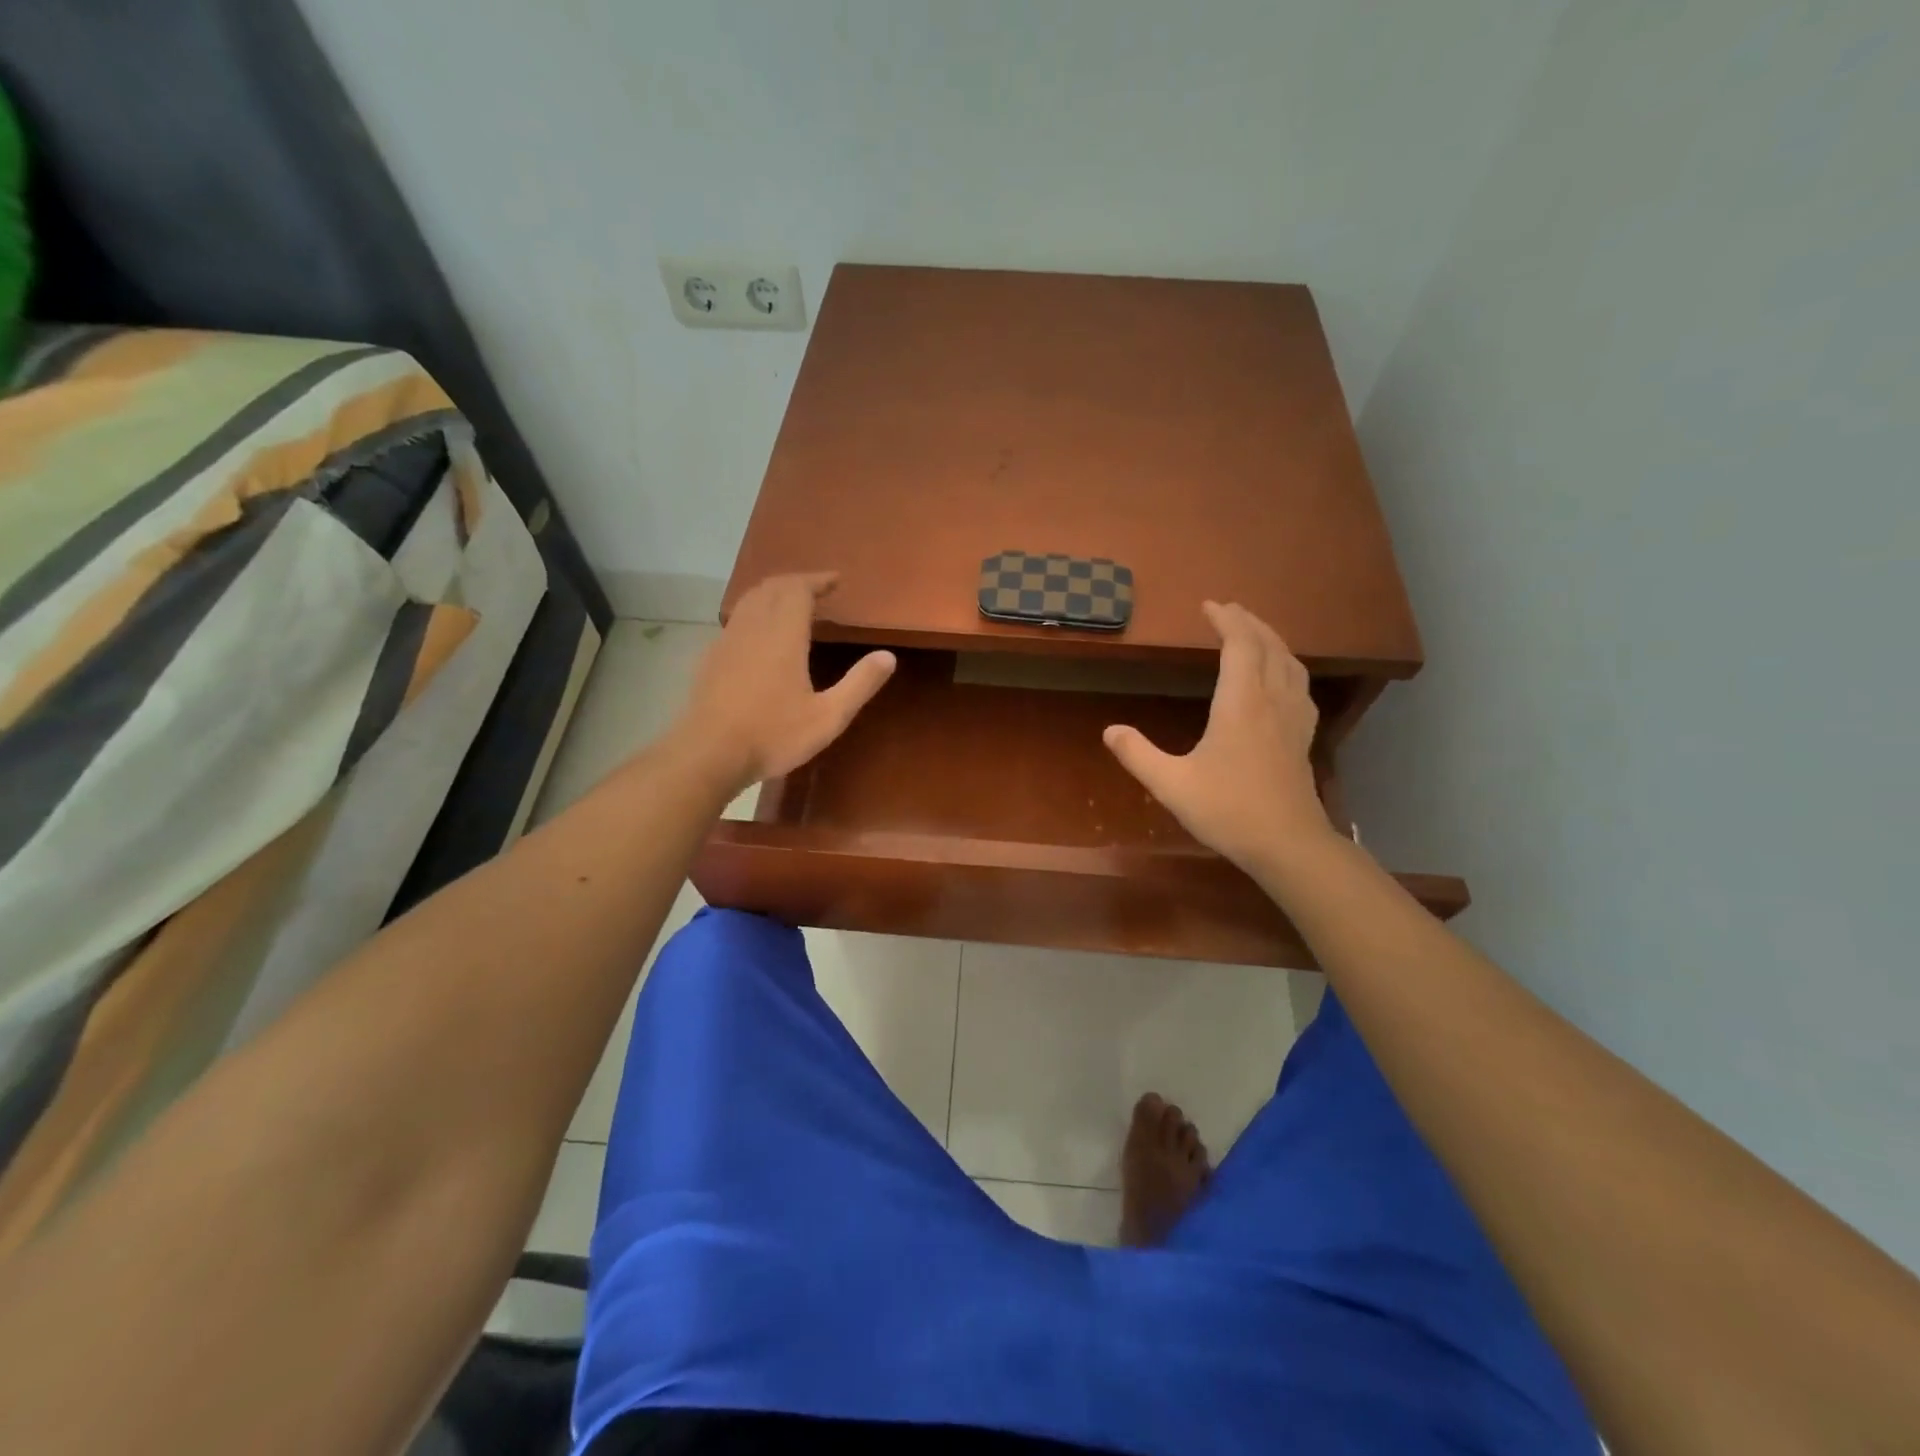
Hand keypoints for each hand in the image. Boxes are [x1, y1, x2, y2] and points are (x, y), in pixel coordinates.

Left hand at [679, 573, 895, 790]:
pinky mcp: (711, 658)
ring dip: (773, 594)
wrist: (708, 754)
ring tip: (792, 605)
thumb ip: (859, 684)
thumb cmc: (772, 735)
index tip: (835, 580)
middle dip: (796, 582)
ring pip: (750, 601)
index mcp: (783, 635)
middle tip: (817, 589)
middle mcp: (752, 628)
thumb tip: (888, 656)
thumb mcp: (828, 717)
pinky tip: (761, 636)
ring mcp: (726, 641)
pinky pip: (736, 621)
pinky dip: (755, 613)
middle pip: (772, 588)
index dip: (817, 580)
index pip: (798, 589)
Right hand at [1103, 601, 1331, 874]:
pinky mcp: (1303, 738)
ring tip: (1254, 634)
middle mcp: (1272, 701)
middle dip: (1249, 623)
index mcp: (1241, 704)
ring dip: (1272, 640)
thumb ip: (1137, 755)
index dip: (1226, 620)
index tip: (1208, 605)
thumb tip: (1109, 731)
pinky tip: (1281, 678)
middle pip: (1269, 647)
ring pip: (1290, 664)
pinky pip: (1300, 686)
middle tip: (1228, 610)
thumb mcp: (1171, 784)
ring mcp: (1293, 719)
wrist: (1287, 844)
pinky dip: (1288, 667)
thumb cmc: (1228, 810)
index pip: (1240, 646)